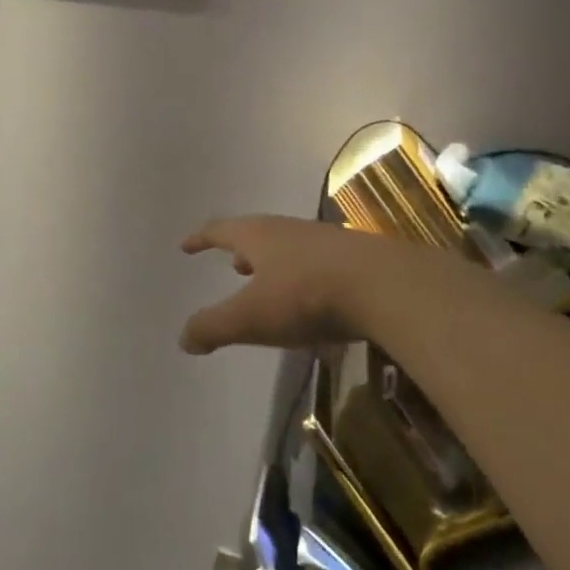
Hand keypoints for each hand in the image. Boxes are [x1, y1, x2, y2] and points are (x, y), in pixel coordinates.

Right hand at [178, 215, 429, 353]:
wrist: (385, 286)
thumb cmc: (306, 296)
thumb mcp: (252, 317)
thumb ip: (214, 327)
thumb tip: (183, 338)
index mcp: (259, 236)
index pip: (220, 231)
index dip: (201, 239)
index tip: (186, 245)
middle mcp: (289, 231)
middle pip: (258, 235)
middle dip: (242, 251)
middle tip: (232, 265)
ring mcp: (325, 243)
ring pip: (290, 249)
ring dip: (274, 264)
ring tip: (269, 282)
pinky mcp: (355, 260)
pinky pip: (318, 267)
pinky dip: (304, 279)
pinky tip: (314, 304)